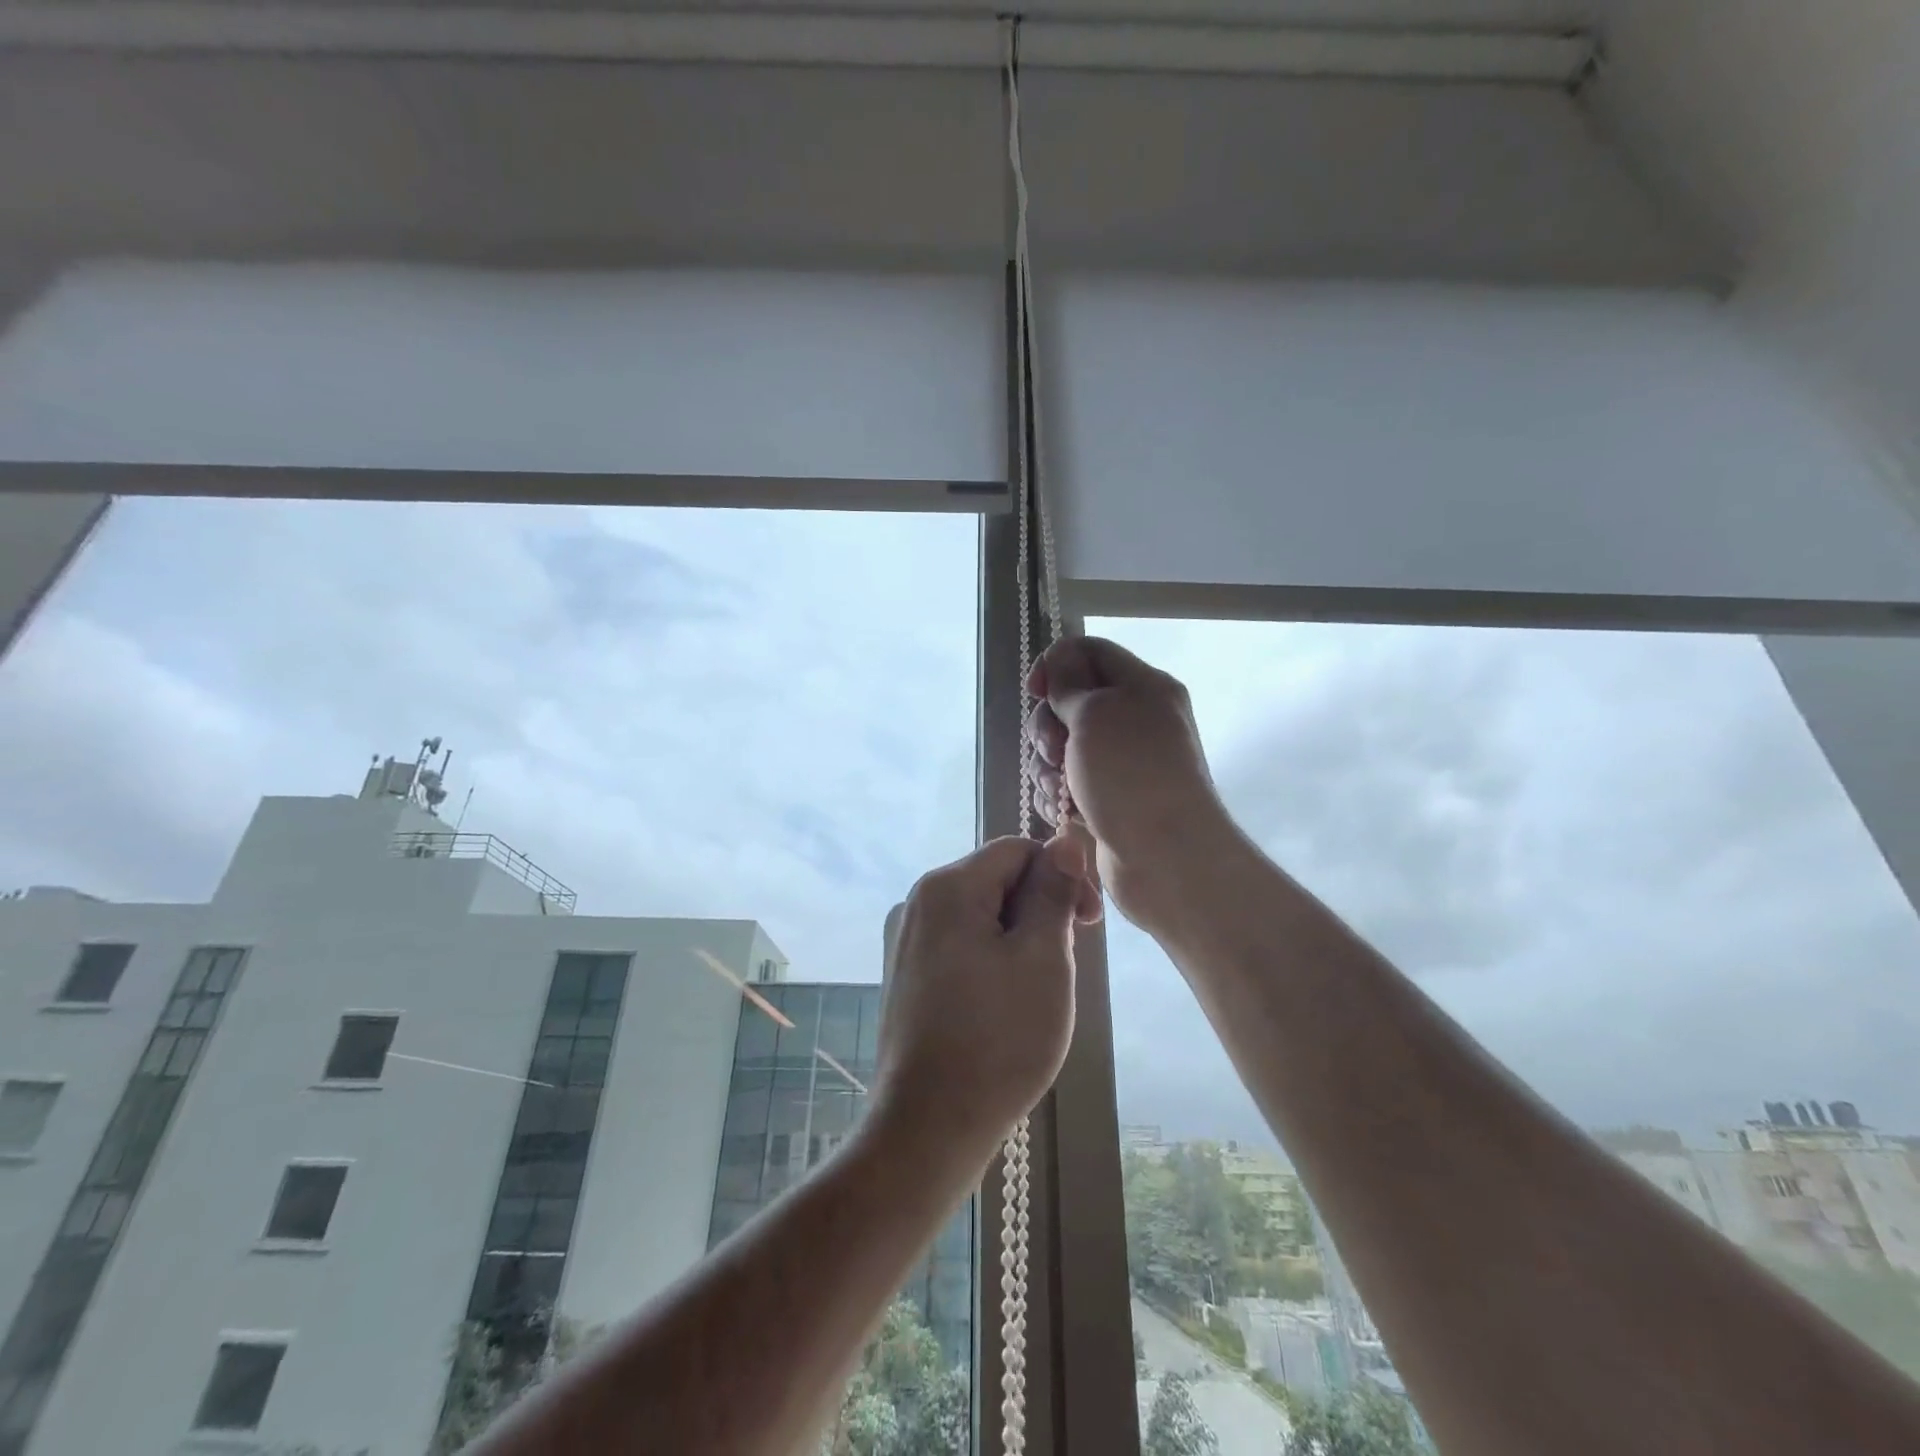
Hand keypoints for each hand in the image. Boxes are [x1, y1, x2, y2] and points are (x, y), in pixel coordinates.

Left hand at [875, 835, 1096, 1160]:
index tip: (1088, 924)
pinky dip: (990, 959)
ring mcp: (904, 940)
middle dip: (1039, 910)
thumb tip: (1064, 839)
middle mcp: (916, 901)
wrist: (927, 1127)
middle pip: (995, 880)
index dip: (1062, 876)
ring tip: (1035, 992)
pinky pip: (958, 945)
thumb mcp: (1043, 958)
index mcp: (946, 886)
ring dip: (1018, 938)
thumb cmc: (998, 1039)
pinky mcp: (903, 975)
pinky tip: (1002, 1005)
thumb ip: (1053, 891)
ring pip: (979, 915)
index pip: (1018, 850)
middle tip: (1064, 966)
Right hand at [1025, 636, 1235, 928]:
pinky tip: (1062, 811)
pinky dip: (1057, 793)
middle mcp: (1133, 719)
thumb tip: (1059, 663)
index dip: (1055, 664)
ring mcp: (1120, 763)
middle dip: (1048, 725)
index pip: (1090, 652)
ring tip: (1060, 790)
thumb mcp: (1095, 713)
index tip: (1035, 691)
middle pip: (1069, 701)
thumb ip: (1069, 683)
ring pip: (1061, 746)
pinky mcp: (1106, 799)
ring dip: (1047, 765)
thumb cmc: (1131, 774)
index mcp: (1143, 686)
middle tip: (1055, 750)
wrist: (1165, 857)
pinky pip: (1066, 782)